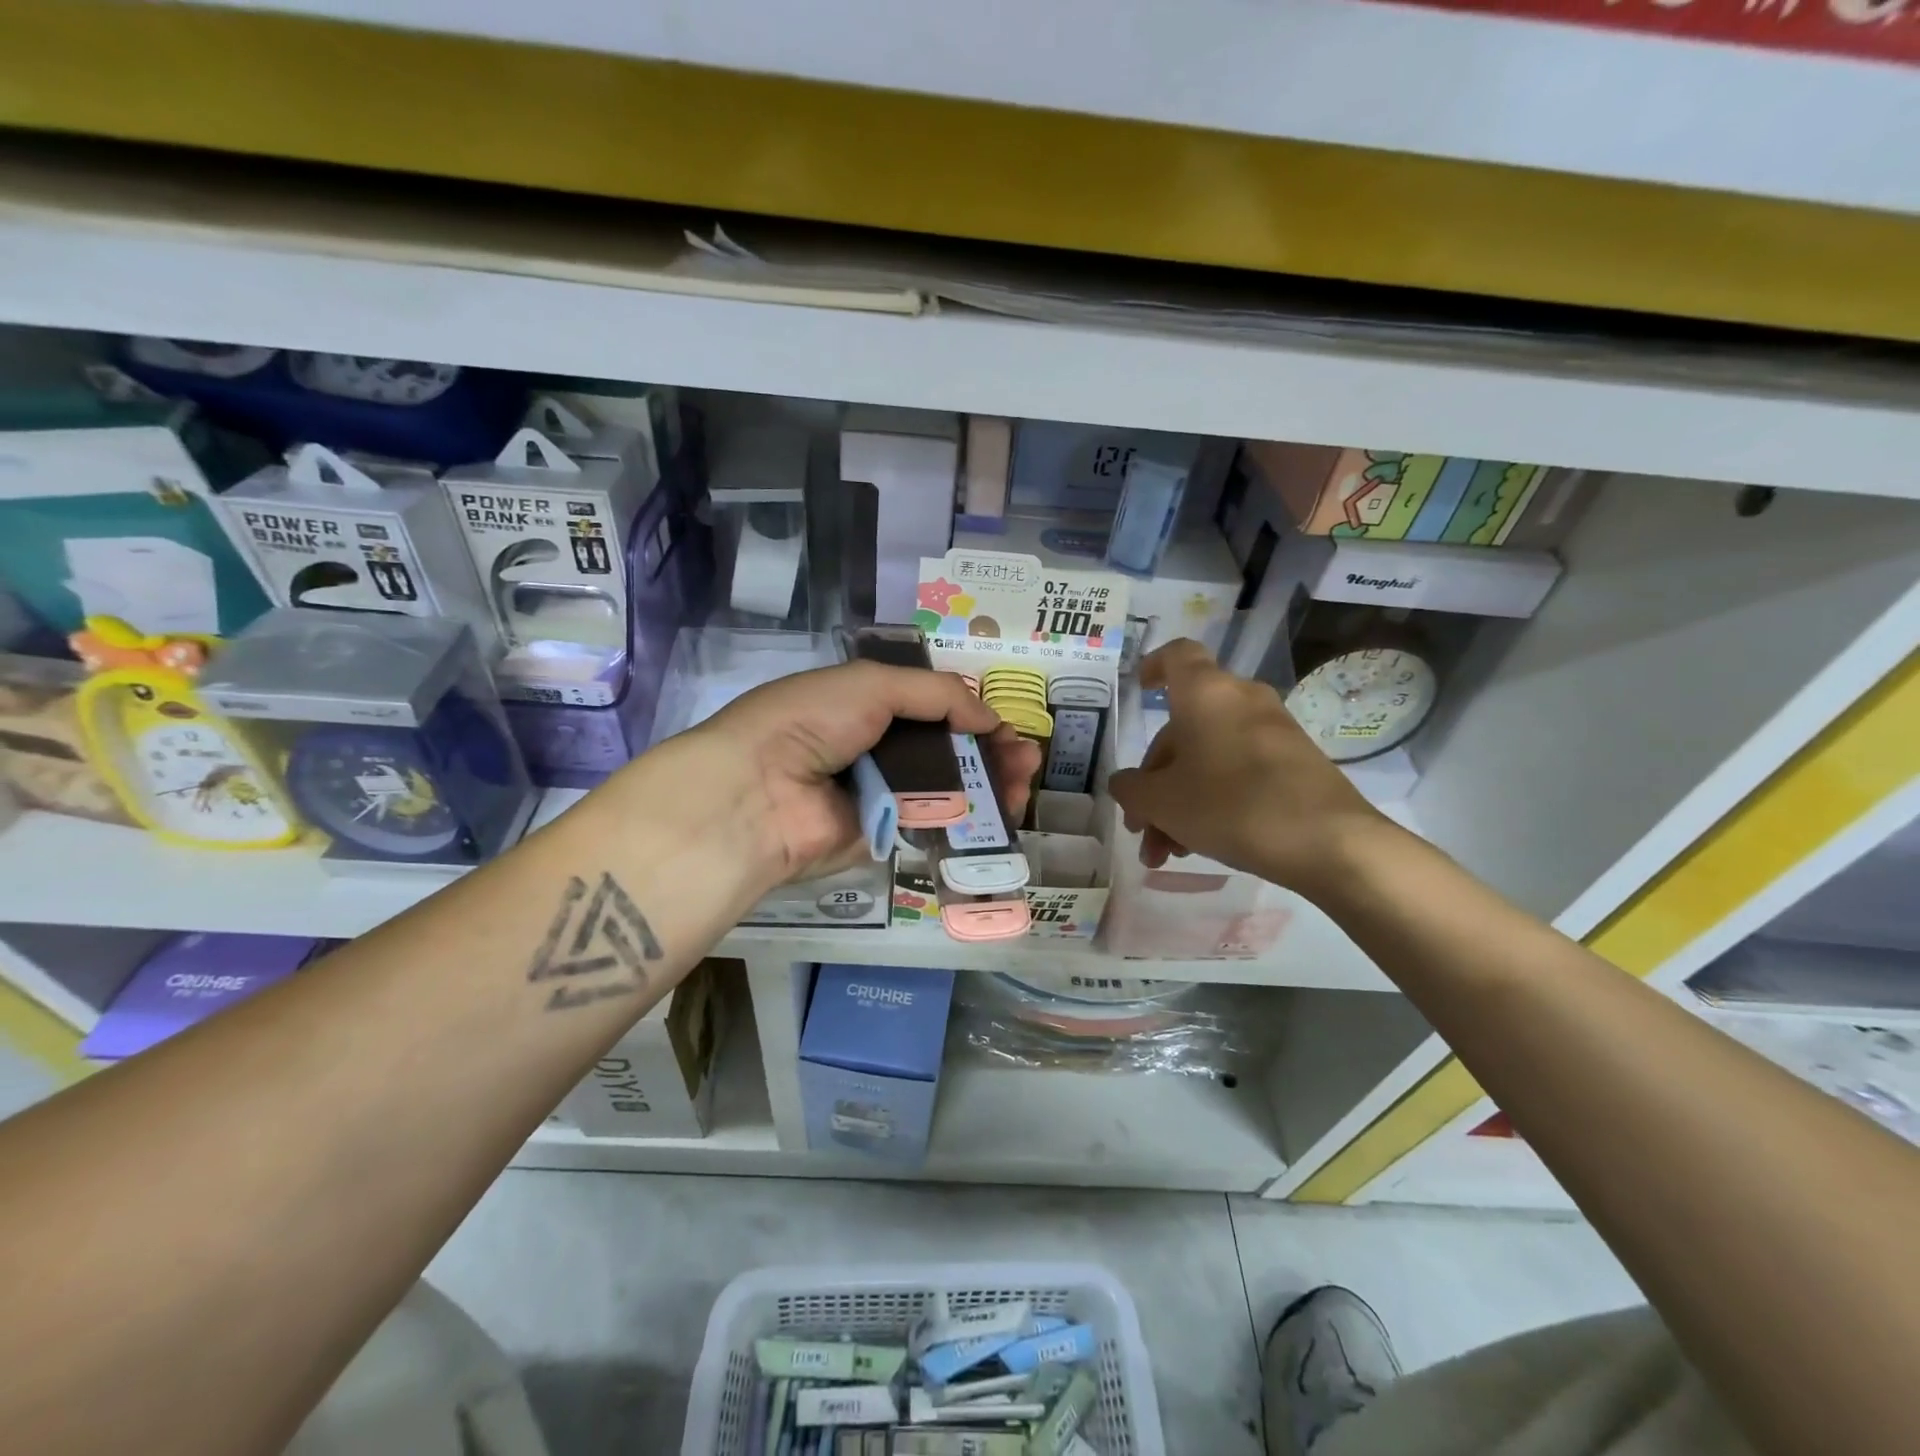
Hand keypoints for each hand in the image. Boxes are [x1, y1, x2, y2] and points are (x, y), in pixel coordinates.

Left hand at [668, 661, 1041, 886]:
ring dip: (987, 785)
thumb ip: (936, 694)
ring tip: (1022, 783)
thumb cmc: (812, 722)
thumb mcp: (872, 685)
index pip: (931, 708)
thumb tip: (988, 716)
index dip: (971, 715)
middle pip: (945, 750)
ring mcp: (880, 794)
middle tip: (1027, 761)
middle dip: (989, 752)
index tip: (1006, 726)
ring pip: (946, 788)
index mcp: (865, 705)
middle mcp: (875, 748)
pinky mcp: (884, 835)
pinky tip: (1000, 813)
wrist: (759, 793)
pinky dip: (967, 819)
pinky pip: (932, 823)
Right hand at [1106, 640, 1389, 893]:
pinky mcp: (1295, 763)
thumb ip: (1131, 789)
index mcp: (1205, 693)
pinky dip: (1212, 800)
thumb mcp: (1162, 802)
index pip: (1177, 655)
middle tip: (1141, 825)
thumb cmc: (1231, 806)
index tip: (1140, 690)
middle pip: (1184, 728)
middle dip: (1155, 780)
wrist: (1329, 842)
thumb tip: (1126, 784)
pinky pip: (1238, 771)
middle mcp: (1240, 700)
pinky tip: (1199, 845)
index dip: (1154, 666)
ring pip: (1208, 757)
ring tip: (1166, 852)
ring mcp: (1272, 731)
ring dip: (1179, 801)